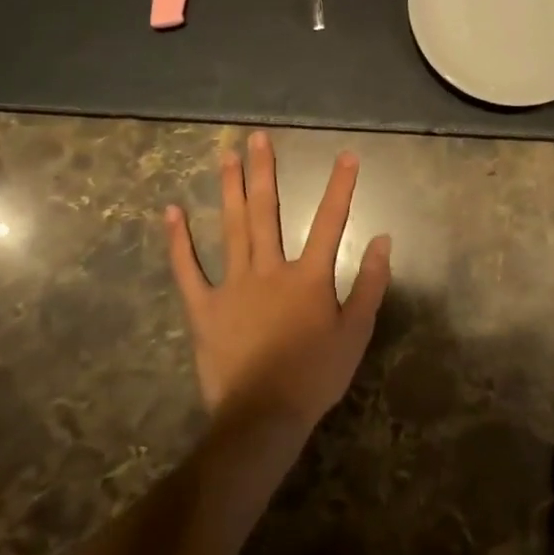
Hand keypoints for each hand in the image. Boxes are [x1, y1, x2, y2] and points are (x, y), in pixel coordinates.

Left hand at [165, 131, 390, 432]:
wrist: (264, 416)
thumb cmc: (316, 375)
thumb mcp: (356, 332)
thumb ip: (369, 283)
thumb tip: (382, 239)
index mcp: (309, 276)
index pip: (330, 222)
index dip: (340, 187)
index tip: (346, 155)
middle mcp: (269, 269)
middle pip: (267, 211)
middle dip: (264, 171)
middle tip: (256, 137)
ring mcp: (233, 286)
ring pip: (231, 228)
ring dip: (229, 190)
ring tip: (225, 156)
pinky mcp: (204, 308)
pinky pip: (187, 270)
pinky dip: (178, 241)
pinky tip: (171, 211)